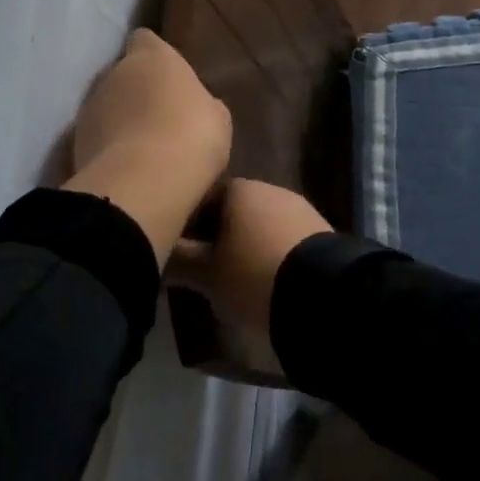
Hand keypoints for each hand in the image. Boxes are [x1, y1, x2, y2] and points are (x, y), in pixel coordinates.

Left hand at [64, 30, 231, 264]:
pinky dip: (109, 148)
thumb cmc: (191, 136)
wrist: (143, 183)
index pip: (145, 39)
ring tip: (145, 148)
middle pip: (125, 74)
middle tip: (162, 118)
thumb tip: (191, 105)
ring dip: (121, 120)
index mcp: (152, 57)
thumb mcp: (216, 117)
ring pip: (107, 106)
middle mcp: (115, 72)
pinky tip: (130, 169)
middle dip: (138, 92)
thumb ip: (199, 101)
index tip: (168, 75)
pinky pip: (98, 138)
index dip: (155, 55)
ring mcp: (90, 107)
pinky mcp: (75, 143)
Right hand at [168, 179, 331, 343]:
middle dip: (218, 235)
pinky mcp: (319, 229)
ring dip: (247, 244)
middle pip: (233, 210)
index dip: (187, 225)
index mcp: (238, 189)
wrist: (322, 292)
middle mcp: (268, 188)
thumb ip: (179, 260)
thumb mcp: (207, 275)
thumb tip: (157, 252)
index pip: (202, 198)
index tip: (178, 253)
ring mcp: (297, 206)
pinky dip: (272, 253)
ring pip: (260, 223)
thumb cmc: (253, 275)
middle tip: (205, 270)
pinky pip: (284, 237)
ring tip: (236, 279)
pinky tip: (268, 279)